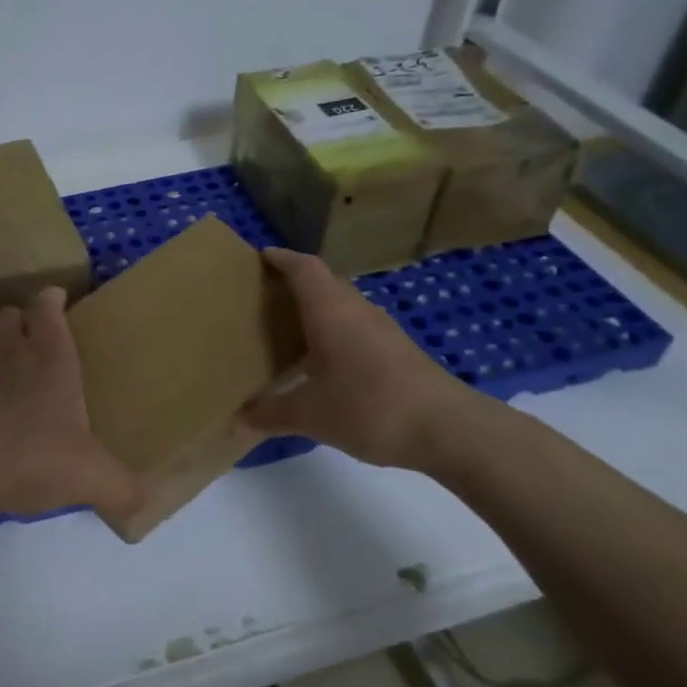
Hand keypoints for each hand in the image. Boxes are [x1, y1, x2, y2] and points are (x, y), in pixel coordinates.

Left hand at [0, 287, 143, 528]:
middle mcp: (16, 360)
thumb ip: (124, 489)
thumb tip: (142, 502)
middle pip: (7, 316)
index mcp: (52, 360)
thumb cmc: (37, 455)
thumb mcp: (95, 476)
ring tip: (17, 363)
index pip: (46, 309)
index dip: (50, 299)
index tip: (58, 296)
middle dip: (20, 318)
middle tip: (39, 333)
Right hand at [241, 248, 486, 472]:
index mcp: (330, 311)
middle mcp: (356, 310)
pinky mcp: (398, 350)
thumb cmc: (369, 407)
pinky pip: (356, 326)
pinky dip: (335, 330)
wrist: (448, 429)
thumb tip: (238, 418)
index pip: (304, 268)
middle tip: (264, 296)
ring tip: (288, 327)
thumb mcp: (310, 415)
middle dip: (295, 283)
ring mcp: (382, 329)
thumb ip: (270, 414)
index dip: (281, 258)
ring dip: (317, 308)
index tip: (260, 257)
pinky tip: (323, 360)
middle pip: (324, 282)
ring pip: (343, 305)